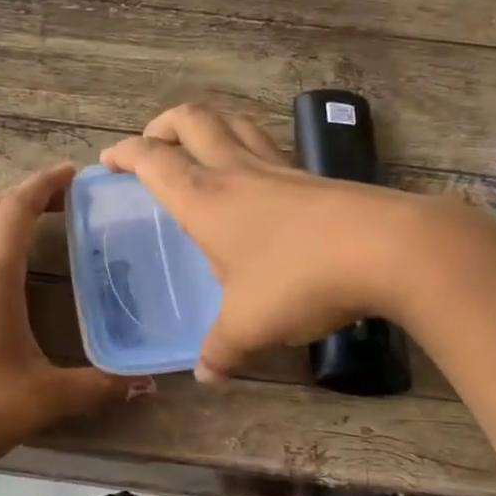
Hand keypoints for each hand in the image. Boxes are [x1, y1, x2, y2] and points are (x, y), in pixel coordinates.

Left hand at [0, 163, 147, 478]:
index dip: (46, 183)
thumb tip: (146, 383)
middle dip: (29, 193)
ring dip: (5, 215)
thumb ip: (96, 388)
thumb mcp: (41, 400)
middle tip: (67, 197)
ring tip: (40, 223)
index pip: (17, 208)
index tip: (75, 172)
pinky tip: (3, 268)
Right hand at [101, 104, 435, 379]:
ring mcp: (279, 168)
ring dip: (208, 127)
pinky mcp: (312, 177)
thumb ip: (221, 349)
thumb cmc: (299, 279)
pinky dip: (248, 148)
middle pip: (192, 120)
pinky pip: (268, 147)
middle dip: (162, 125)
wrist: (387, 248)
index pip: (153, 160)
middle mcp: (236, 172)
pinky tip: (256, 181)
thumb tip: (205, 375)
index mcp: (205, 198)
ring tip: (200, 149)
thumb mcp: (250, 324)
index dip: (125, 154)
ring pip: (234, 123)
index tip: (108, 161)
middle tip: (152, 146)